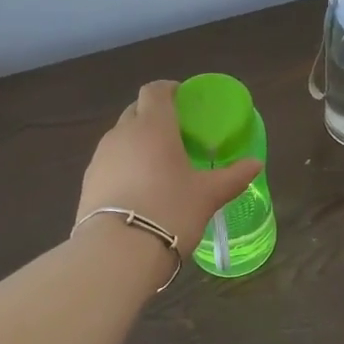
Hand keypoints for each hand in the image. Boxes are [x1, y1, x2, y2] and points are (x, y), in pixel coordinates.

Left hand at [77, 81, 261, 255]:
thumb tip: (256, 164)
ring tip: (158, 164)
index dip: (169, 89)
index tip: (184, 100)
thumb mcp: (208, 195)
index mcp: (153, 126)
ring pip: (121, 136)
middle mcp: (122, 133)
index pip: (155, 90)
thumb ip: (233, 176)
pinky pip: (110, 161)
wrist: (116, 253)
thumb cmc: (170, 211)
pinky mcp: (88, 182)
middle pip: (136, 110)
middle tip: (177, 133)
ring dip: (138, 141)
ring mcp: (100, 157)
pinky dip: (124, 165)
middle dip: (154, 115)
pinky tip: (139, 189)